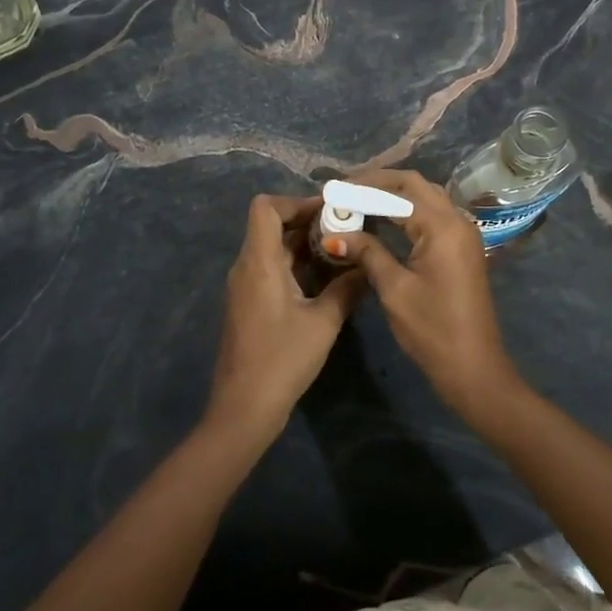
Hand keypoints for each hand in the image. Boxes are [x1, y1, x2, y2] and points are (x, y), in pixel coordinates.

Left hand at [207, 194, 362, 443]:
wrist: (244, 409)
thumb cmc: (282, 360)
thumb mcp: (323, 323)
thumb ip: (347, 288)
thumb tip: (366, 266)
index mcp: (259, 262)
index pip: (265, 207)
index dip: (296, 201)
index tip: (330, 211)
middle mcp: (247, 267)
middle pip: (272, 225)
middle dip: (309, 221)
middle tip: (347, 229)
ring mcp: (245, 286)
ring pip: (273, 247)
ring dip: (305, 244)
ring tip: (342, 251)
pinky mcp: (249, 303)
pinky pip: (271, 268)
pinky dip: (297, 264)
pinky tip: (326, 280)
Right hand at [337, 169, 525, 421]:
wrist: (473, 366)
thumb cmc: (432, 329)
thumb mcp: (394, 289)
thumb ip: (367, 252)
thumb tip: (335, 233)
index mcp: (442, 226)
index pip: (399, 190)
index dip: (363, 188)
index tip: (333, 191)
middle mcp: (457, 220)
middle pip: (416, 185)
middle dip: (379, 183)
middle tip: (345, 190)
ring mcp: (463, 233)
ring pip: (426, 198)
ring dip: (394, 195)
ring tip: (358, 201)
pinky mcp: (462, 248)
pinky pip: (433, 215)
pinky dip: (408, 211)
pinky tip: (384, 220)